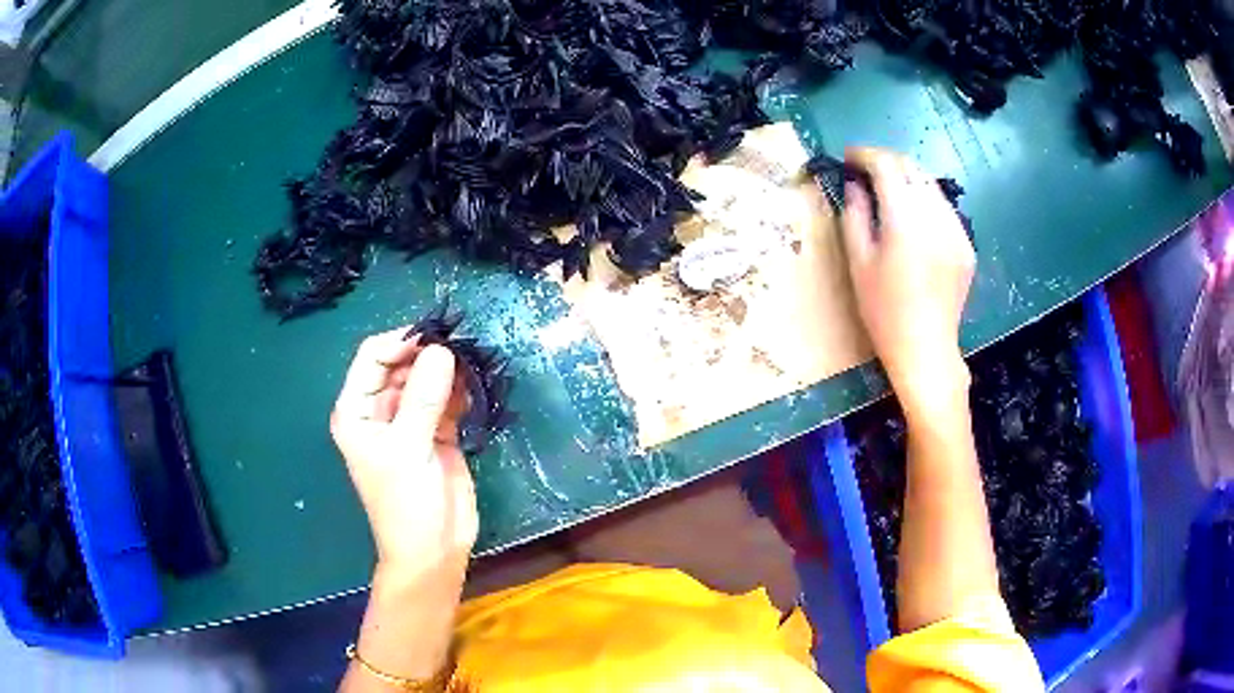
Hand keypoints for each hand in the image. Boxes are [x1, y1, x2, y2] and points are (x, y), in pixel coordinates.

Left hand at [330, 328, 477, 581]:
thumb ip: (423, 398)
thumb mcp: (408, 449)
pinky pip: (448, 399)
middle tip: (464, 348)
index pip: (373, 357)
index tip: (437, 338)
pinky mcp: (437, 431)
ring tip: (474, 364)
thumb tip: (442, 349)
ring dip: (449, 370)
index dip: (401, 342)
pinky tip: (476, 388)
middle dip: (429, 353)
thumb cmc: (406, 504)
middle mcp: (380, 409)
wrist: (434, 551)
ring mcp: (410, 420)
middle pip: (403, 363)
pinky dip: (461, 391)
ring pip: (428, 378)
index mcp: (357, 410)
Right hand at [841, 147, 975, 411]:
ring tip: (889, 193)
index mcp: (905, 220)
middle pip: (911, 167)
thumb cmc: (884, 311)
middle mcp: (935, 216)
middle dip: (886, 161)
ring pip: (930, 185)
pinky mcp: (966, 244)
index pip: (886, 165)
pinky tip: (914, 222)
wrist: (926, 348)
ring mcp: (956, 229)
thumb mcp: (858, 263)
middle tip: (866, 172)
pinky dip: (925, 202)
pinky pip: (944, 209)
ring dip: (907, 179)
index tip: (849, 158)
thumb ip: (855, 215)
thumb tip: (855, 185)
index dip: (864, 154)